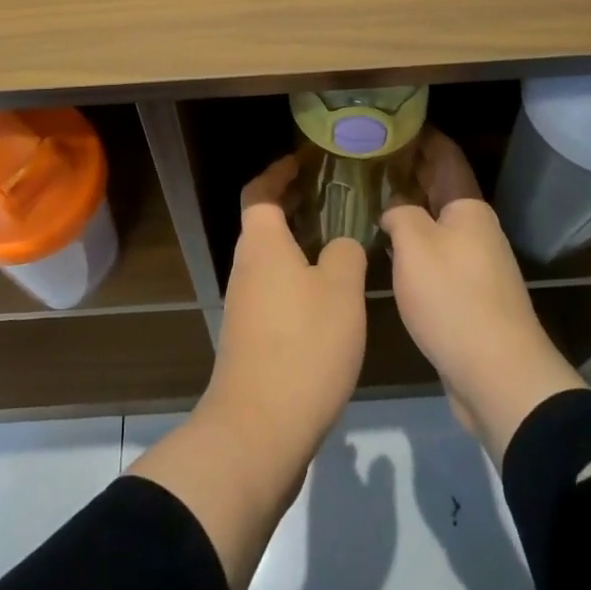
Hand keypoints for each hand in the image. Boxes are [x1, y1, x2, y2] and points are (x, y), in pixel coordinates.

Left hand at [203, 154, 367, 466]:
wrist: (260, 429)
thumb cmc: (303, 345)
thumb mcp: (341, 290)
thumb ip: (345, 254)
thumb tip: (341, 244)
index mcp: (262, 244)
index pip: (260, 191)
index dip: (279, 171)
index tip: (305, 161)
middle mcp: (246, 267)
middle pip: (265, 222)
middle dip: (295, 205)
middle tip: (335, 196)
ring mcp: (245, 304)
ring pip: (272, 258)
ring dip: (300, 243)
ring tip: (340, 241)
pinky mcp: (252, 337)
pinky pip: (276, 289)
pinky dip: (299, 277)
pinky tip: (331, 295)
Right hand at [382, 129, 584, 461]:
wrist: (497, 374)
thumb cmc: (453, 298)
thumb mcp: (415, 245)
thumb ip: (400, 215)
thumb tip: (394, 211)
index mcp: (468, 208)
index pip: (445, 156)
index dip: (423, 136)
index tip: (394, 121)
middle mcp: (476, 229)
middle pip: (441, 188)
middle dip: (411, 170)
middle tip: (372, 156)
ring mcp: (475, 263)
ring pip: (437, 222)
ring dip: (410, 207)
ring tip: (373, 196)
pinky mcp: (469, 295)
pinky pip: (437, 253)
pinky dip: (414, 241)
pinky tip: (390, 246)